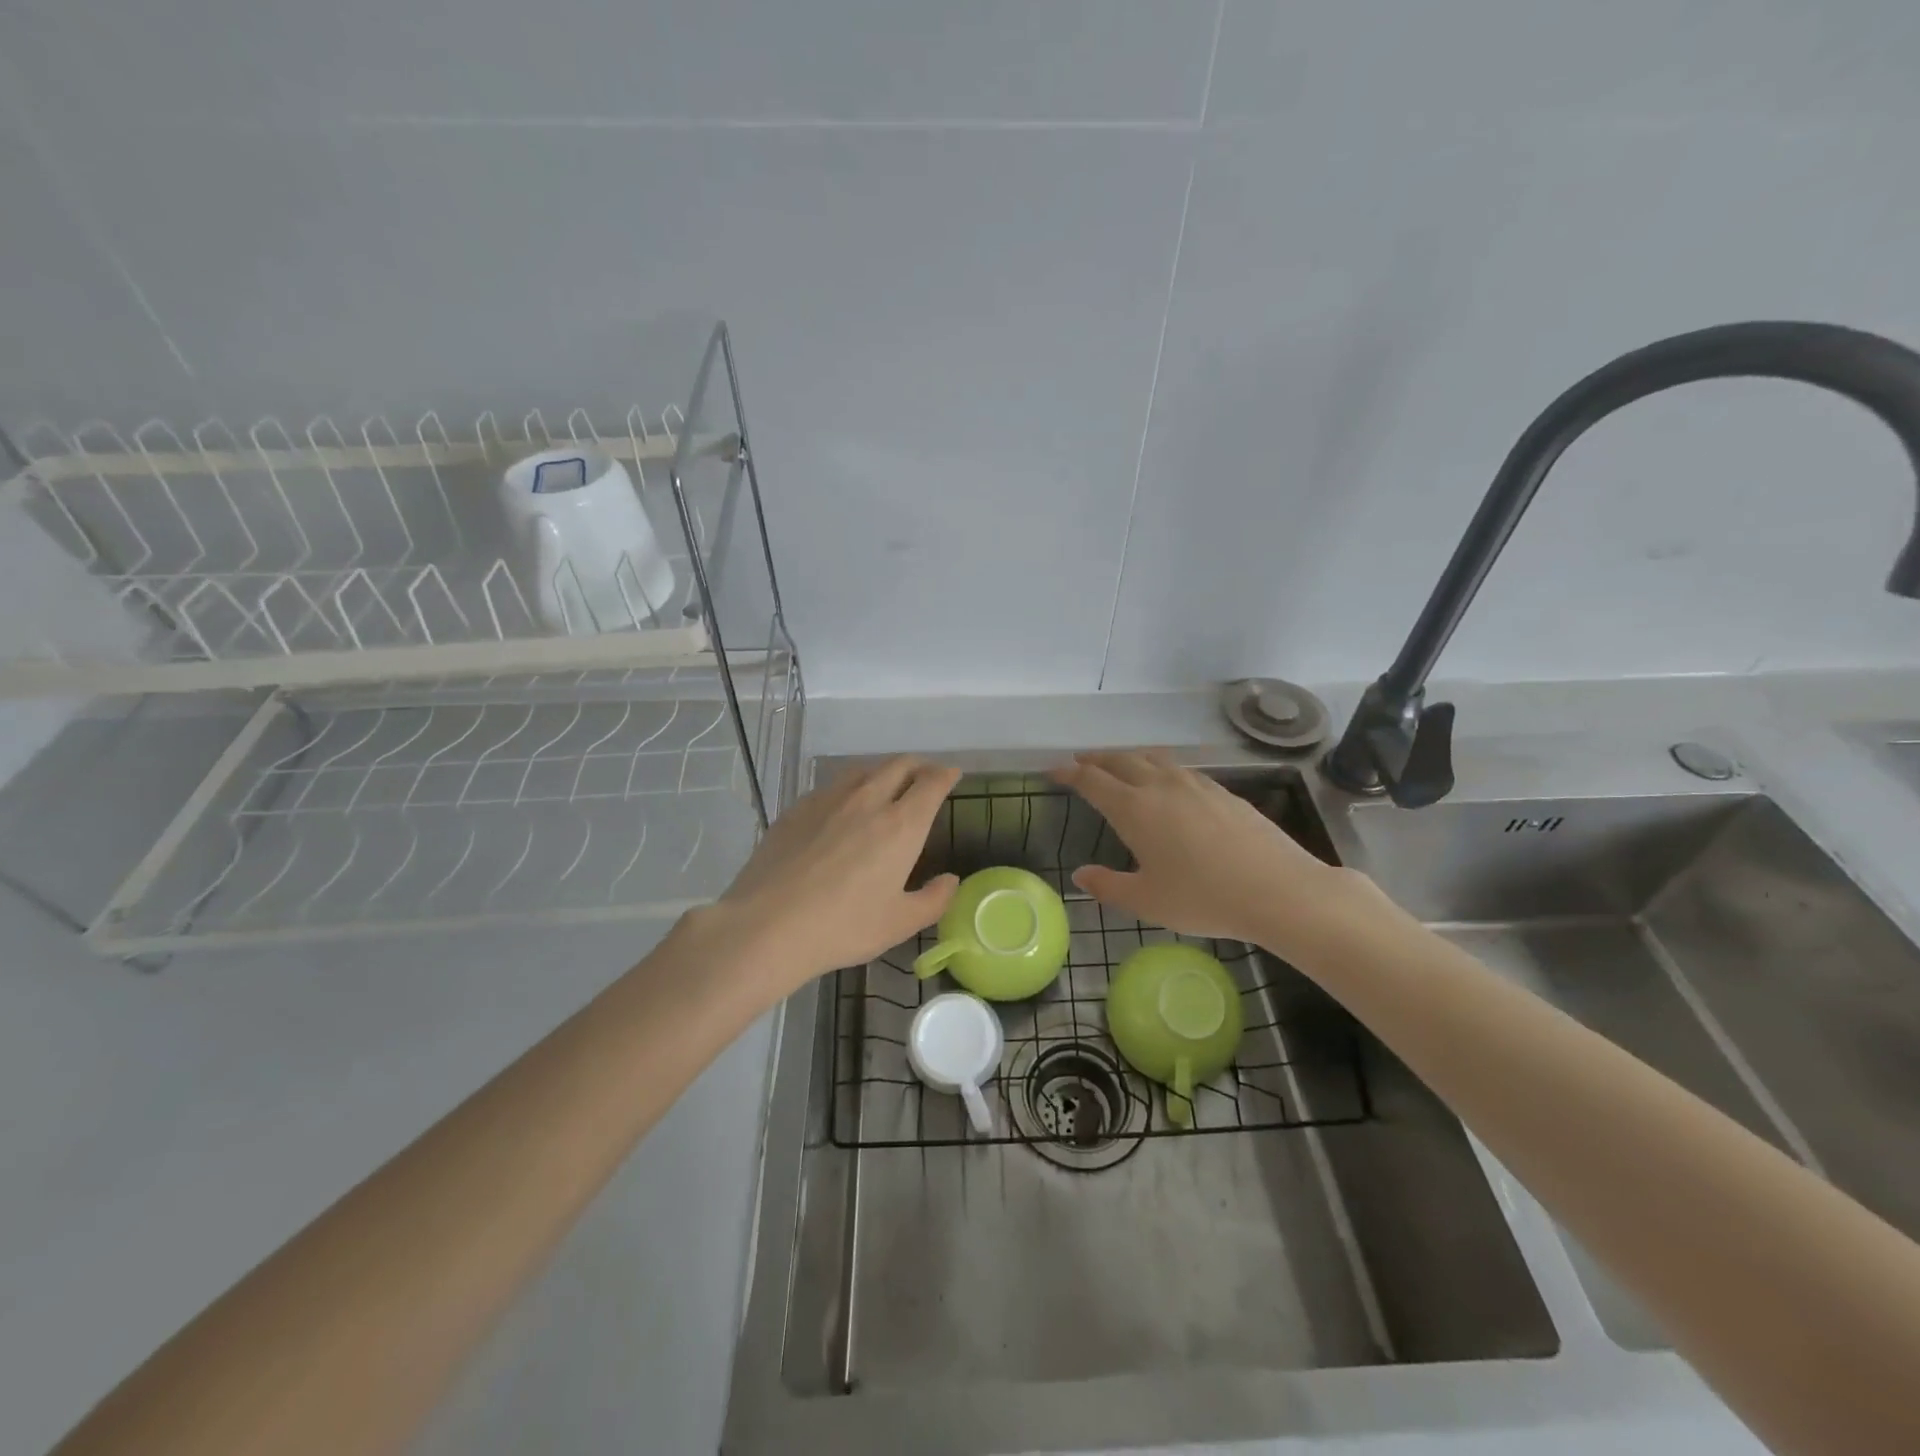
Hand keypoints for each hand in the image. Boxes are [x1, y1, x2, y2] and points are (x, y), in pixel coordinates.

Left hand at [706, 755, 959, 991]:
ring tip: (886, 787)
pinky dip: (850, 788)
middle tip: (925, 778)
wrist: (767, 925)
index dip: (946, 774)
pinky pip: (833, 786)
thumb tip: (950, 880)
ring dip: (884, 773)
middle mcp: (868, 800)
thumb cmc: (843, 926)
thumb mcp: (899, 924)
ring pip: (864, 770)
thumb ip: (933, 900)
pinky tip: (842, 809)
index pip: (931, 782)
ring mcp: (828, 800)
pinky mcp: (798, 808)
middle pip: (899, 765)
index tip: (952, 776)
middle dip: (919, 766)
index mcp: (901, 825)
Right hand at [1051, 749, 1346, 946]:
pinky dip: (1160, 768)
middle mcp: (1161, 786)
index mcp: (1135, 809)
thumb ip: (1108, 886)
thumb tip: (1080, 875)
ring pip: (1153, 759)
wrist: (1278, 889)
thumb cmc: (1203, 898)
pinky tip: (1168, 783)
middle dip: (1096, 759)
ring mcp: (1195, 785)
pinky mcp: (1223, 791)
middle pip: (1120, 760)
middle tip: (1081, 762)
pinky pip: (1180, 769)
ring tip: (1120, 766)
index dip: (1070, 773)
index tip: (1054, 769)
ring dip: (1129, 758)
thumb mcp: (1147, 901)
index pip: (1092, 781)